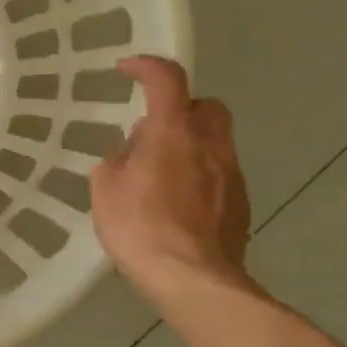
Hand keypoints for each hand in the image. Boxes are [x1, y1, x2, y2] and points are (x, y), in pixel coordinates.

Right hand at [90, 56, 251, 301]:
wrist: (192, 279)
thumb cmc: (139, 227)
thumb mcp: (105, 188)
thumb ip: (118, 159)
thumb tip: (133, 153)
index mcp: (172, 132)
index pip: (166, 79)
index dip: (146, 67)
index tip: (126, 70)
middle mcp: (210, 144)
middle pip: (206, 106)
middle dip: (181, 110)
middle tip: (154, 131)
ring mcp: (232, 174)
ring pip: (215, 142)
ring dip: (190, 146)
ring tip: (160, 176)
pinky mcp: (242, 204)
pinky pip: (219, 174)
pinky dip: (200, 177)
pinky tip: (178, 205)